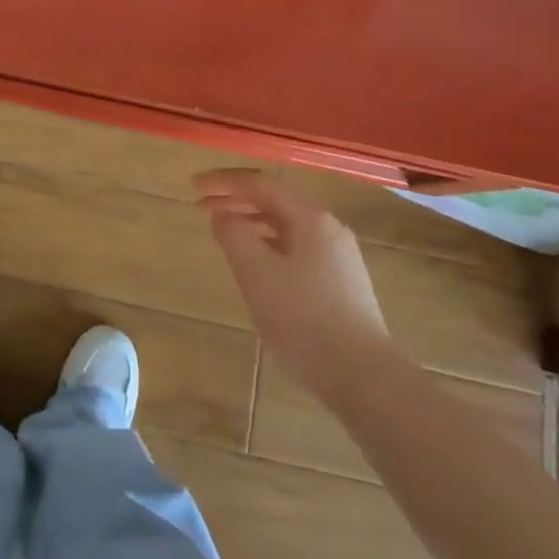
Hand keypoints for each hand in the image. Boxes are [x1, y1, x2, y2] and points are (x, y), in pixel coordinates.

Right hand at [195, 169, 390, 402]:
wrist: (364, 377)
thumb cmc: (304, 319)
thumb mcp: (257, 273)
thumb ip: (233, 235)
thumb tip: (222, 214)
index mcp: (310, 218)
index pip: (261, 184)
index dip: (224, 181)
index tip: (194, 186)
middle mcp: (328, 228)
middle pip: (276, 201)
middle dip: (236, 200)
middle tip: (201, 206)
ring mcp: (339, 256)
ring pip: (287, 225)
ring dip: (251, 221)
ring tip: (224, 232)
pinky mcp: (342, 282)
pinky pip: (297, 247)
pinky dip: (269, 243)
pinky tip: (256, 264)